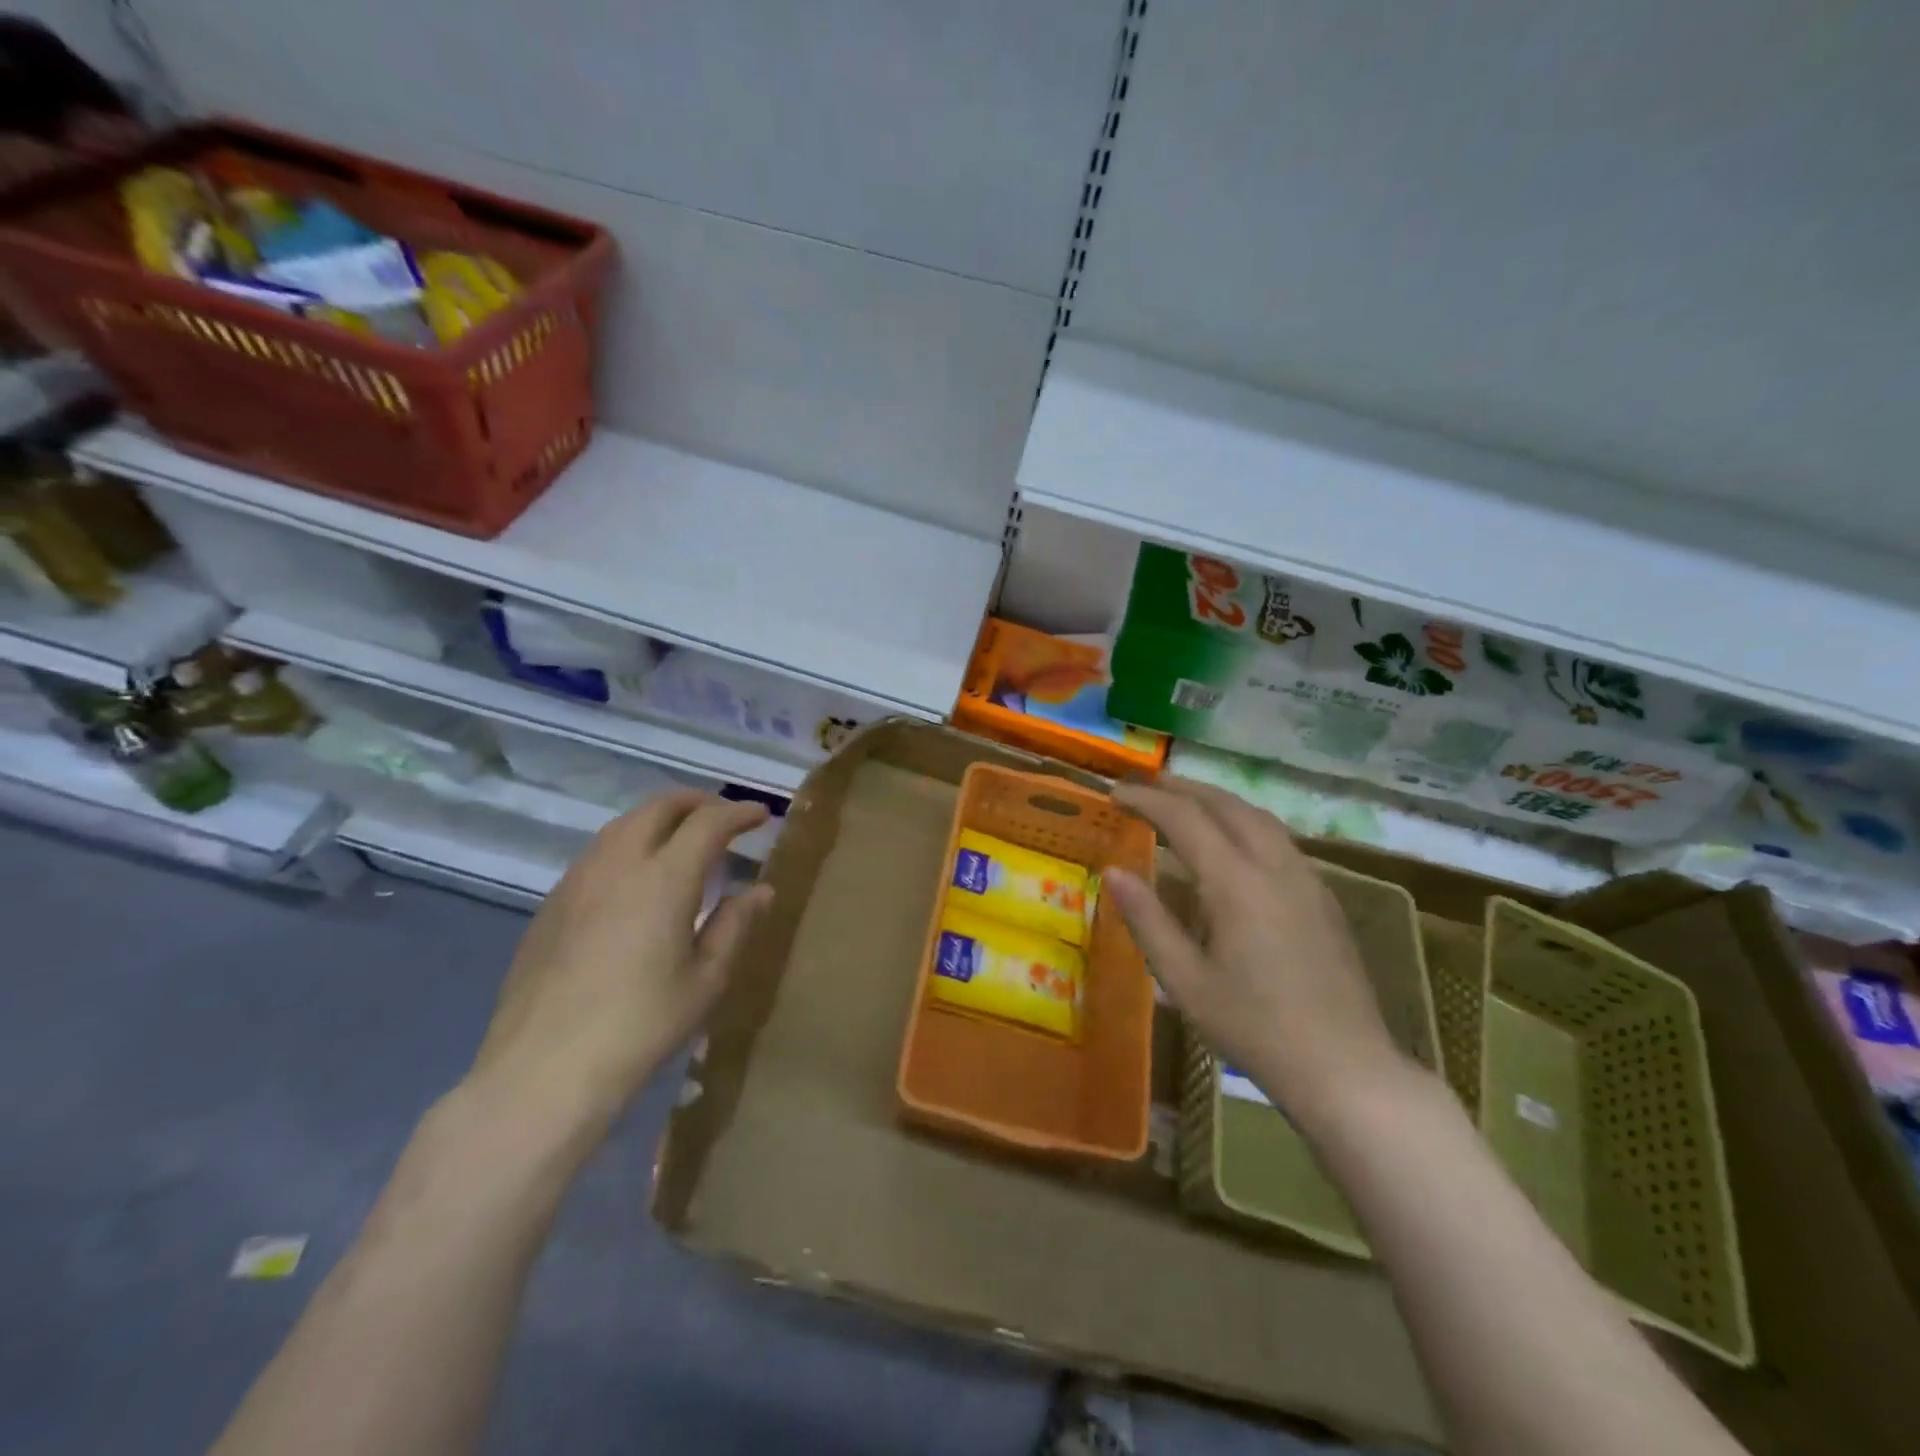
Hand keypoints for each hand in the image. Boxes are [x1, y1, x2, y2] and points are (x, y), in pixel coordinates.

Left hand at [469, 790, 771, 1130]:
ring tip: (681, 840)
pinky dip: (628, 845)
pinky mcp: (551, 905)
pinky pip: (597, 853)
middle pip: (659, 807)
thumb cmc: (640, 1026)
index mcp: (664, 878)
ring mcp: (577, 881)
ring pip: (623, 825)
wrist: (543, 1070)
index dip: (739, 813)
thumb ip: (735, 925)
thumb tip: (761, 890)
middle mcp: (618, 864)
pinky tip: (635, 879)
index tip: (761, 815)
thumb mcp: (705, 980)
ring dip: (659, 819)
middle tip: (722, 817)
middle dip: (697, 802)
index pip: (708, 823)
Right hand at [1104, 778, 1407, 1125]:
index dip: (1148, 801)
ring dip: (1218, 800)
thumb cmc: (1254, 1028)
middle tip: (1147, 785)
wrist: (1345, 1069)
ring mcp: (1306, 879)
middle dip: (1184, 788)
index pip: (1185, 819)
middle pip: (1227, 805)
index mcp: (1236, 883)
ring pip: (1259, 817)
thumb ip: (1147, 920)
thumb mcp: (1185, 980)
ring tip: (1186, 802)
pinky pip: (1279, 839)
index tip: (1116, 793)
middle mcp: (1274, 866)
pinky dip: (1245, 822)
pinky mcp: (1324, 898)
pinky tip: (1234, 842)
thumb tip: (1113, 871)